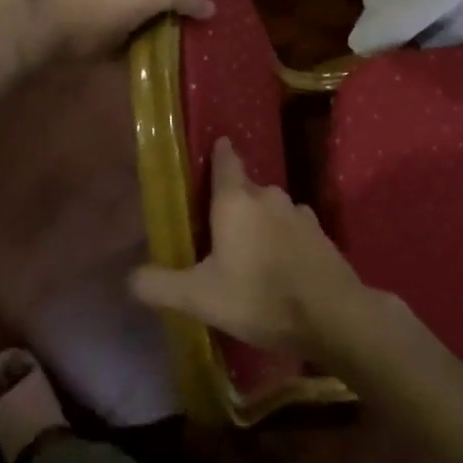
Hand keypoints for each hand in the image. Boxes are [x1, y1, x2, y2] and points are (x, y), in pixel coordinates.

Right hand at [130, 138, 373, 359]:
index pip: (226, 161)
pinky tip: (279, 263)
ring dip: (259, 220)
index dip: (219, 153)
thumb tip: (129, 277)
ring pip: (271, 208)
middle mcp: (268, 196)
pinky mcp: (320, 234)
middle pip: (246, 187)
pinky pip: (292, 227)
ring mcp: (299, 213)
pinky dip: (282, 238)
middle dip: (233, 199)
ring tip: (248, 247)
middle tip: (217, 223)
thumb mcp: (200, 298)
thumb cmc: (259, 298)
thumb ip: (160, 285)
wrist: (332, 316)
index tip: (215, 147)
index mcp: (236, 201)